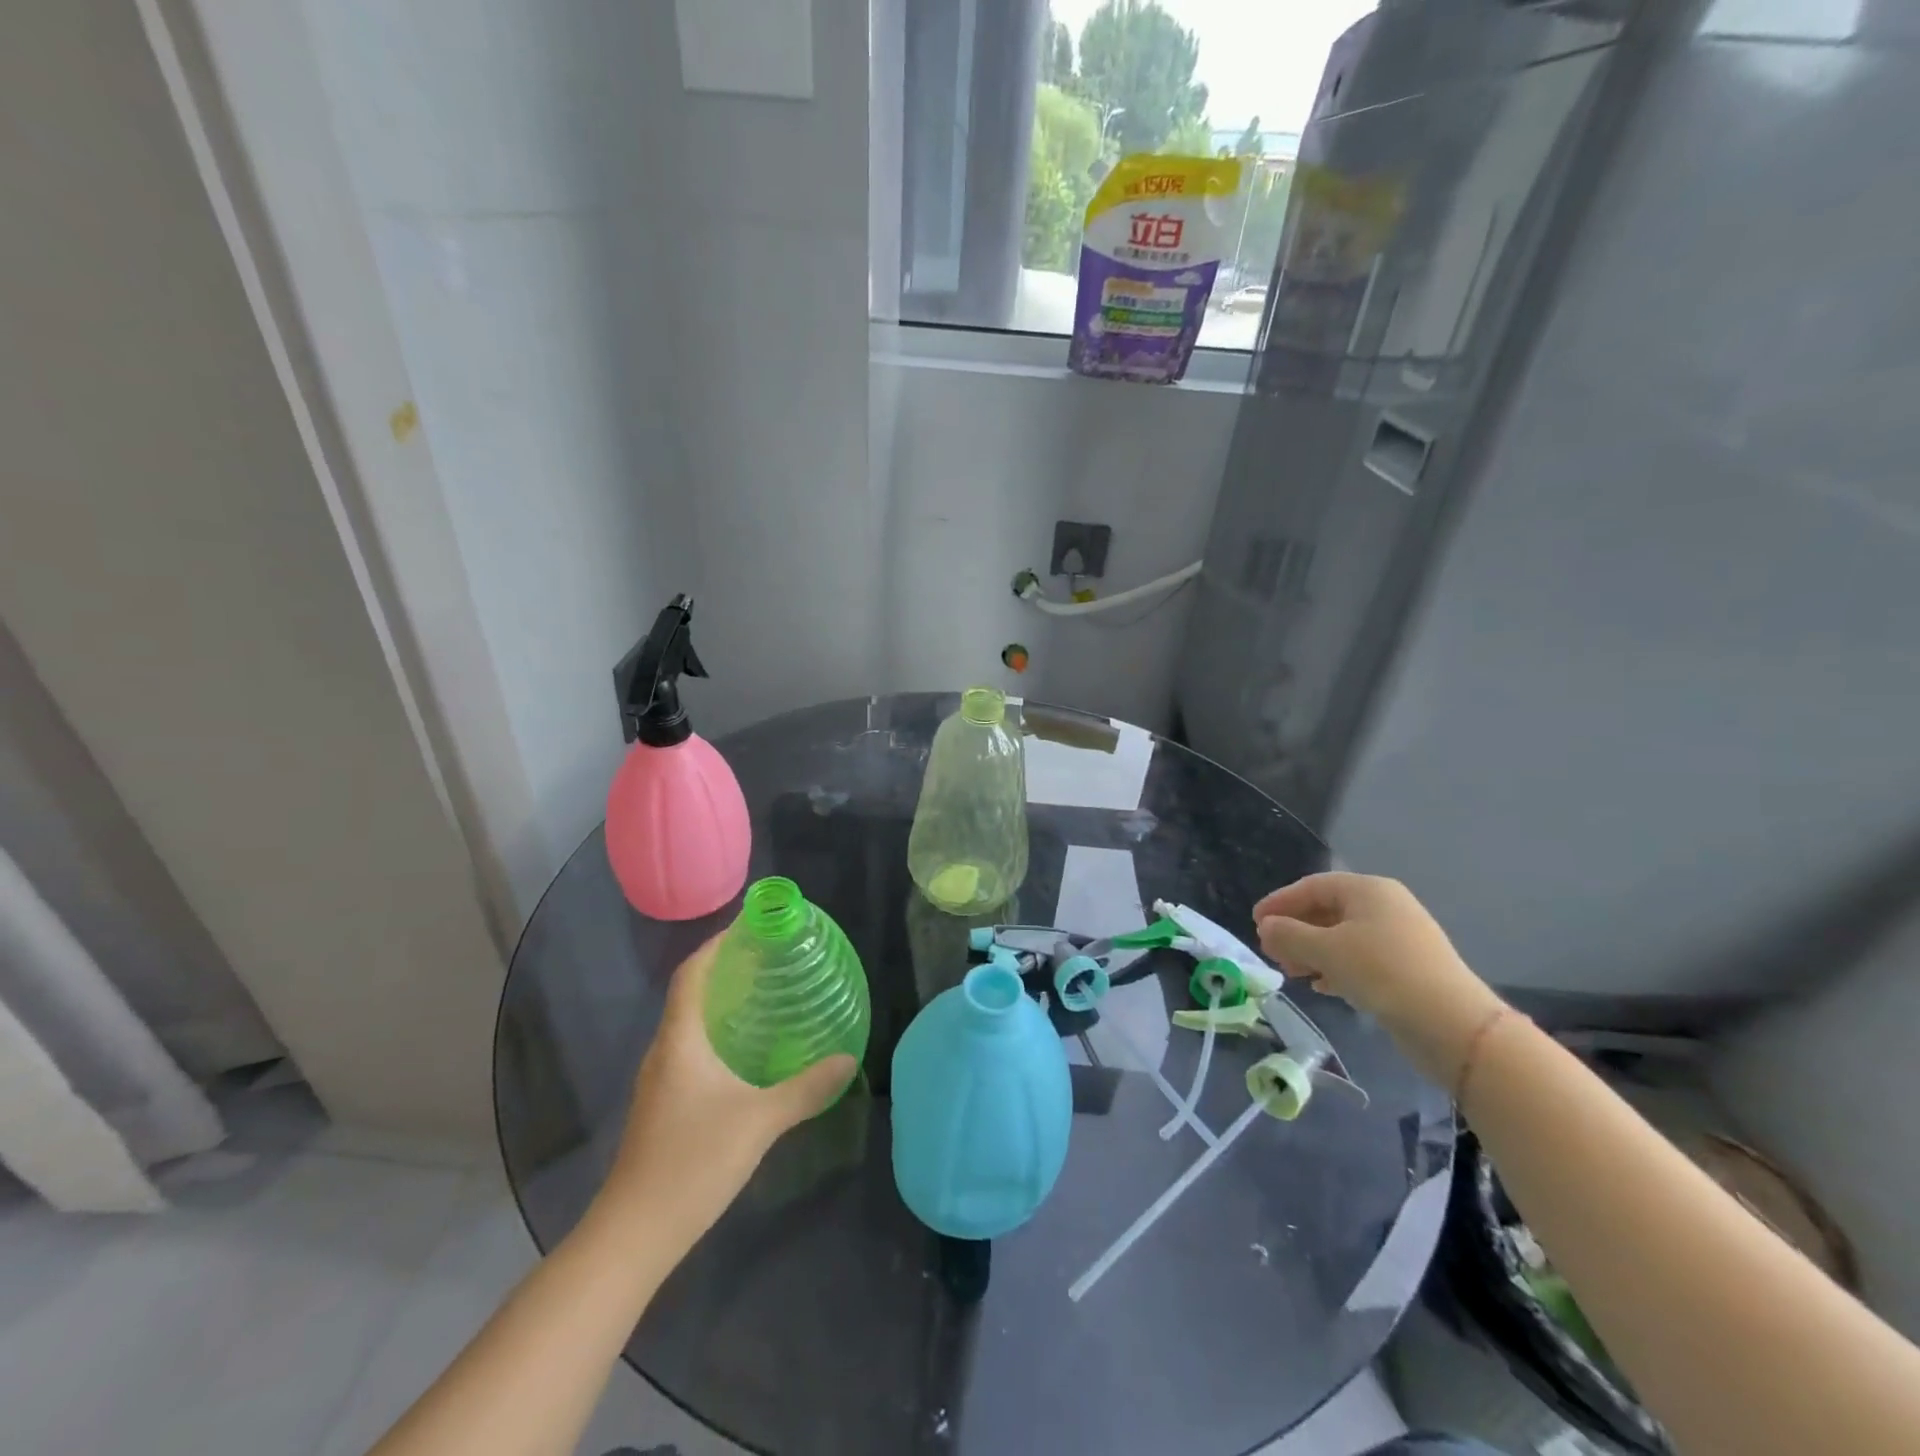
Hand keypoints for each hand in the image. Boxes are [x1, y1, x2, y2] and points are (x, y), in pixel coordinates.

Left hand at [597, 936, 855, 1253]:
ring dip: (721, 1003)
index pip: (691, 974)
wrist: (633, 1235)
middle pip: (690, 994)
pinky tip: (746, 1052)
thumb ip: (805, 1088)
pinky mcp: (663, 1106)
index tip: (748, 927)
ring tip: (764, 996)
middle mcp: (665, 1052)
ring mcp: (660, 1081)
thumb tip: (847, 1059)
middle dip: (725, 969)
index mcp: (680, 1041)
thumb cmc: (692, 1163)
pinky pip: (691, 1051)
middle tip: (769, 958)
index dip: (715, 945)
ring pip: (690, 1025)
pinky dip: (717, 1035)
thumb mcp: (759, 1122)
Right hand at [1253, 873, 1504, 1088]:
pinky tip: (1321, 986)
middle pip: (1327, 910)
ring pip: (1342, 937)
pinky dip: (1335, 968)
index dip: (1280, 902)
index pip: (1312, 886)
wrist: (1453, 1024)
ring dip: (1312, 951)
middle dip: (1295, 930)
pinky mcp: (1407, 968)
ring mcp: (1399, 938)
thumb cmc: (1382, 972)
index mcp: (1367, 890)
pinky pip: (1360, 959)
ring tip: (1291, 972)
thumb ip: (1289, 934)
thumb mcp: (1326, 950)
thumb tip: (1267, 927)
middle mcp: (1385, 906)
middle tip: (1270, 950)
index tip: (1255, 922)